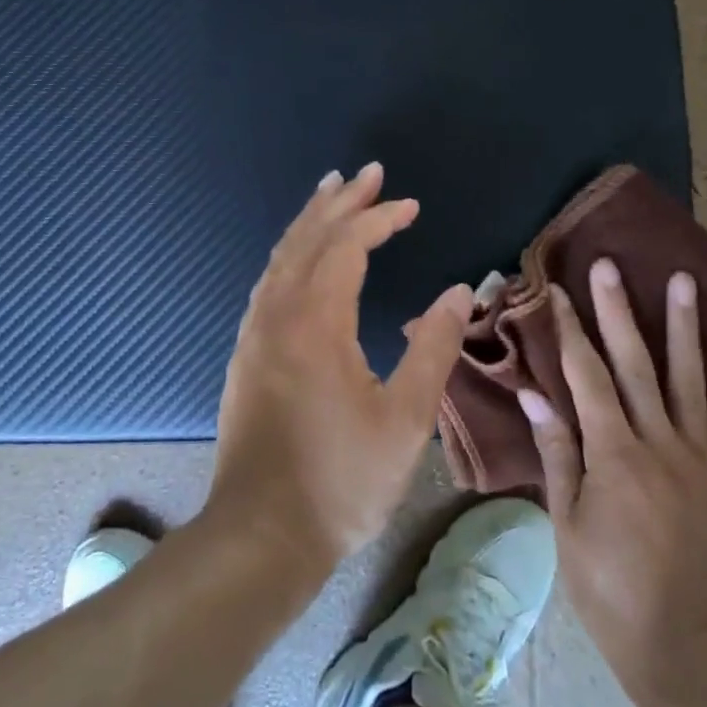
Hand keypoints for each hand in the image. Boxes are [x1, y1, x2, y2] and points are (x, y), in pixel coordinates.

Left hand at [207, 162, 474, 571]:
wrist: (261, 534)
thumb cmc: (341, 479)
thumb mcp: (405, 418)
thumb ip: (434, 347)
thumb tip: (460, 289)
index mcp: (316, 320)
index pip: (347, 245)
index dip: (379, 218)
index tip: (410, 205)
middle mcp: (278, 312)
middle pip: (308, 237)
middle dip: (340, 201)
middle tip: (367, 172)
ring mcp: (255, 331)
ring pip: (282, 255)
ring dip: (310, 220)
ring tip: (331, 192)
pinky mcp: (246, 352)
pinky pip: (269, 280)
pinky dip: (290, 251)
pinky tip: (300, 255)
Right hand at [520, 262, 706, 706]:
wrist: (690, 650)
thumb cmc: (610, 591)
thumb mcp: (568, 525)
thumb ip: (556, 453)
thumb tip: (534, 394)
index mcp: (614, 456)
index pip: (587, 377)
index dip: (570, 331)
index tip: (556, 290)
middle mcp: (659, 445)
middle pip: (636, 364)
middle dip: (617, 310)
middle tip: (608, 265)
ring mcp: (698, 457)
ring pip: (687, 377)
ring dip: (681, 325)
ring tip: (681, 279)